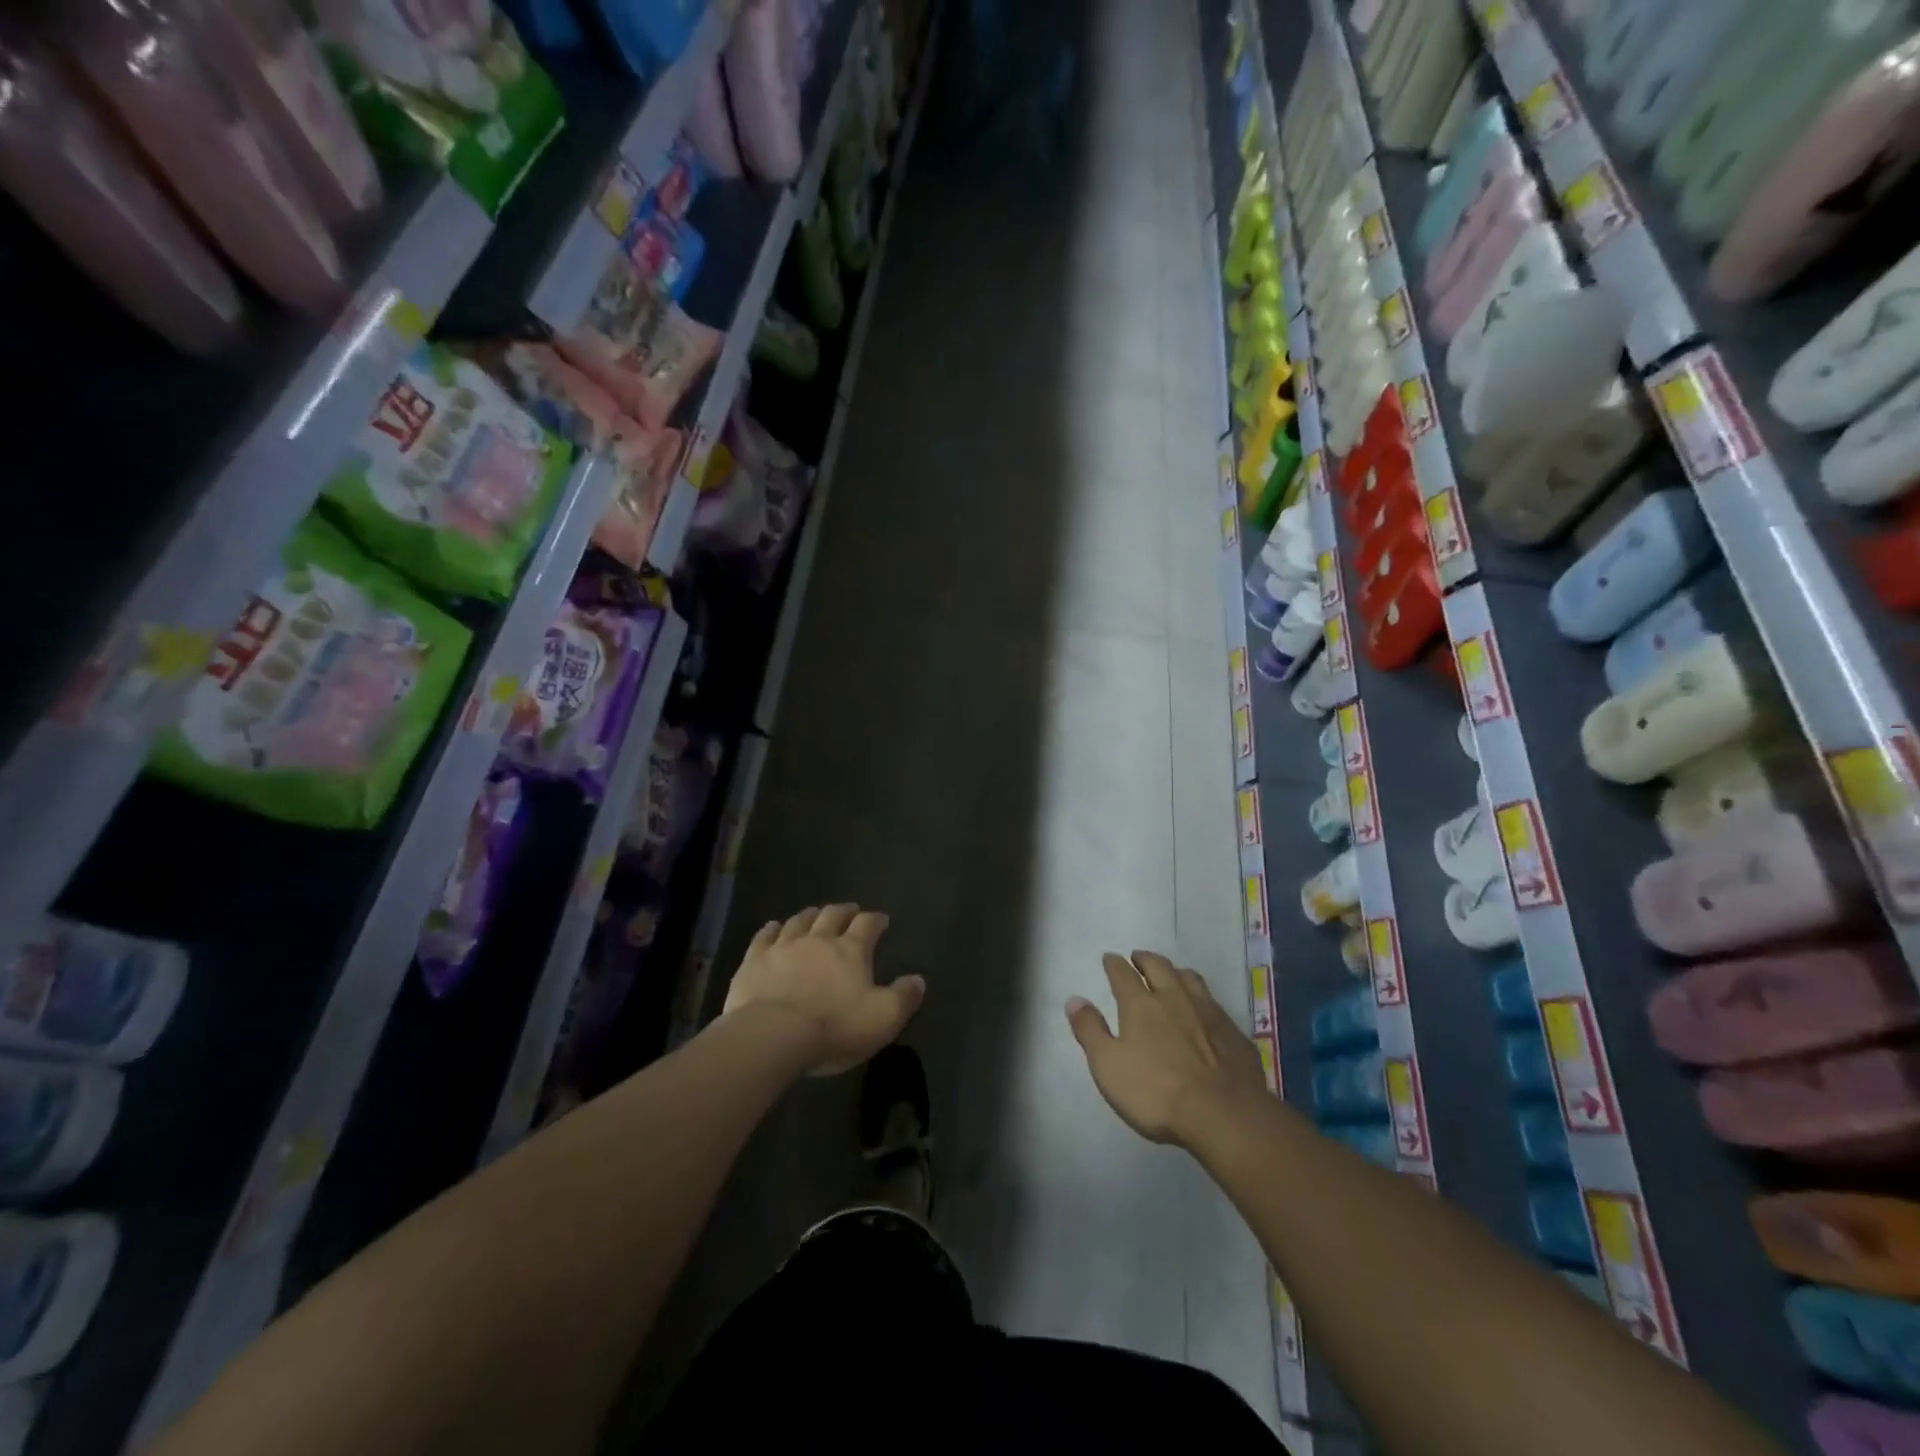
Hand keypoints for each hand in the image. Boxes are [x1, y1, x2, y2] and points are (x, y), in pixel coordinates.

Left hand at [723, 905, 924, 1076]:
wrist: (772, 1035)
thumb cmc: (833, 1027)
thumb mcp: (882, 1018)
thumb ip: (904, 997)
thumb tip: (918, 979)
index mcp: (851, 950)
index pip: (868, 925)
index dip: (876, 920)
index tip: (881, 920)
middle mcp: (818, 939)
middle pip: (833, 915)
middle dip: (844, 911)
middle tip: (850, 910)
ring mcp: (784, 946)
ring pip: (800, 921)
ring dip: (811, 915)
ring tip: (816, 914)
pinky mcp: (755, 959)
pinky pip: (765, 936)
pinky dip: (772, 929)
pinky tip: (774, 927)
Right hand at [1066, 951, 1267, 1145]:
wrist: (1224, 1113)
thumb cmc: (1156, 1091)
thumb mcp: (1108, 1065)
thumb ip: (1090, 1030)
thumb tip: (1074, 999)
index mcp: (1141, 1004)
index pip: (1123, 974)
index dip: (1114, 964)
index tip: (1110, 958)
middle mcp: (1174, 997)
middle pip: (1159, 967)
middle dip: (1145, 959)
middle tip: (1138, 958)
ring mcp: (1208, 1012)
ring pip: (1190, 978)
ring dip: (1176, 972)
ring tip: (1171, 974)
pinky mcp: (1233, 1031)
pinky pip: (1214, 1003)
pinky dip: (1202, 998)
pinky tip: (1204, 1010)